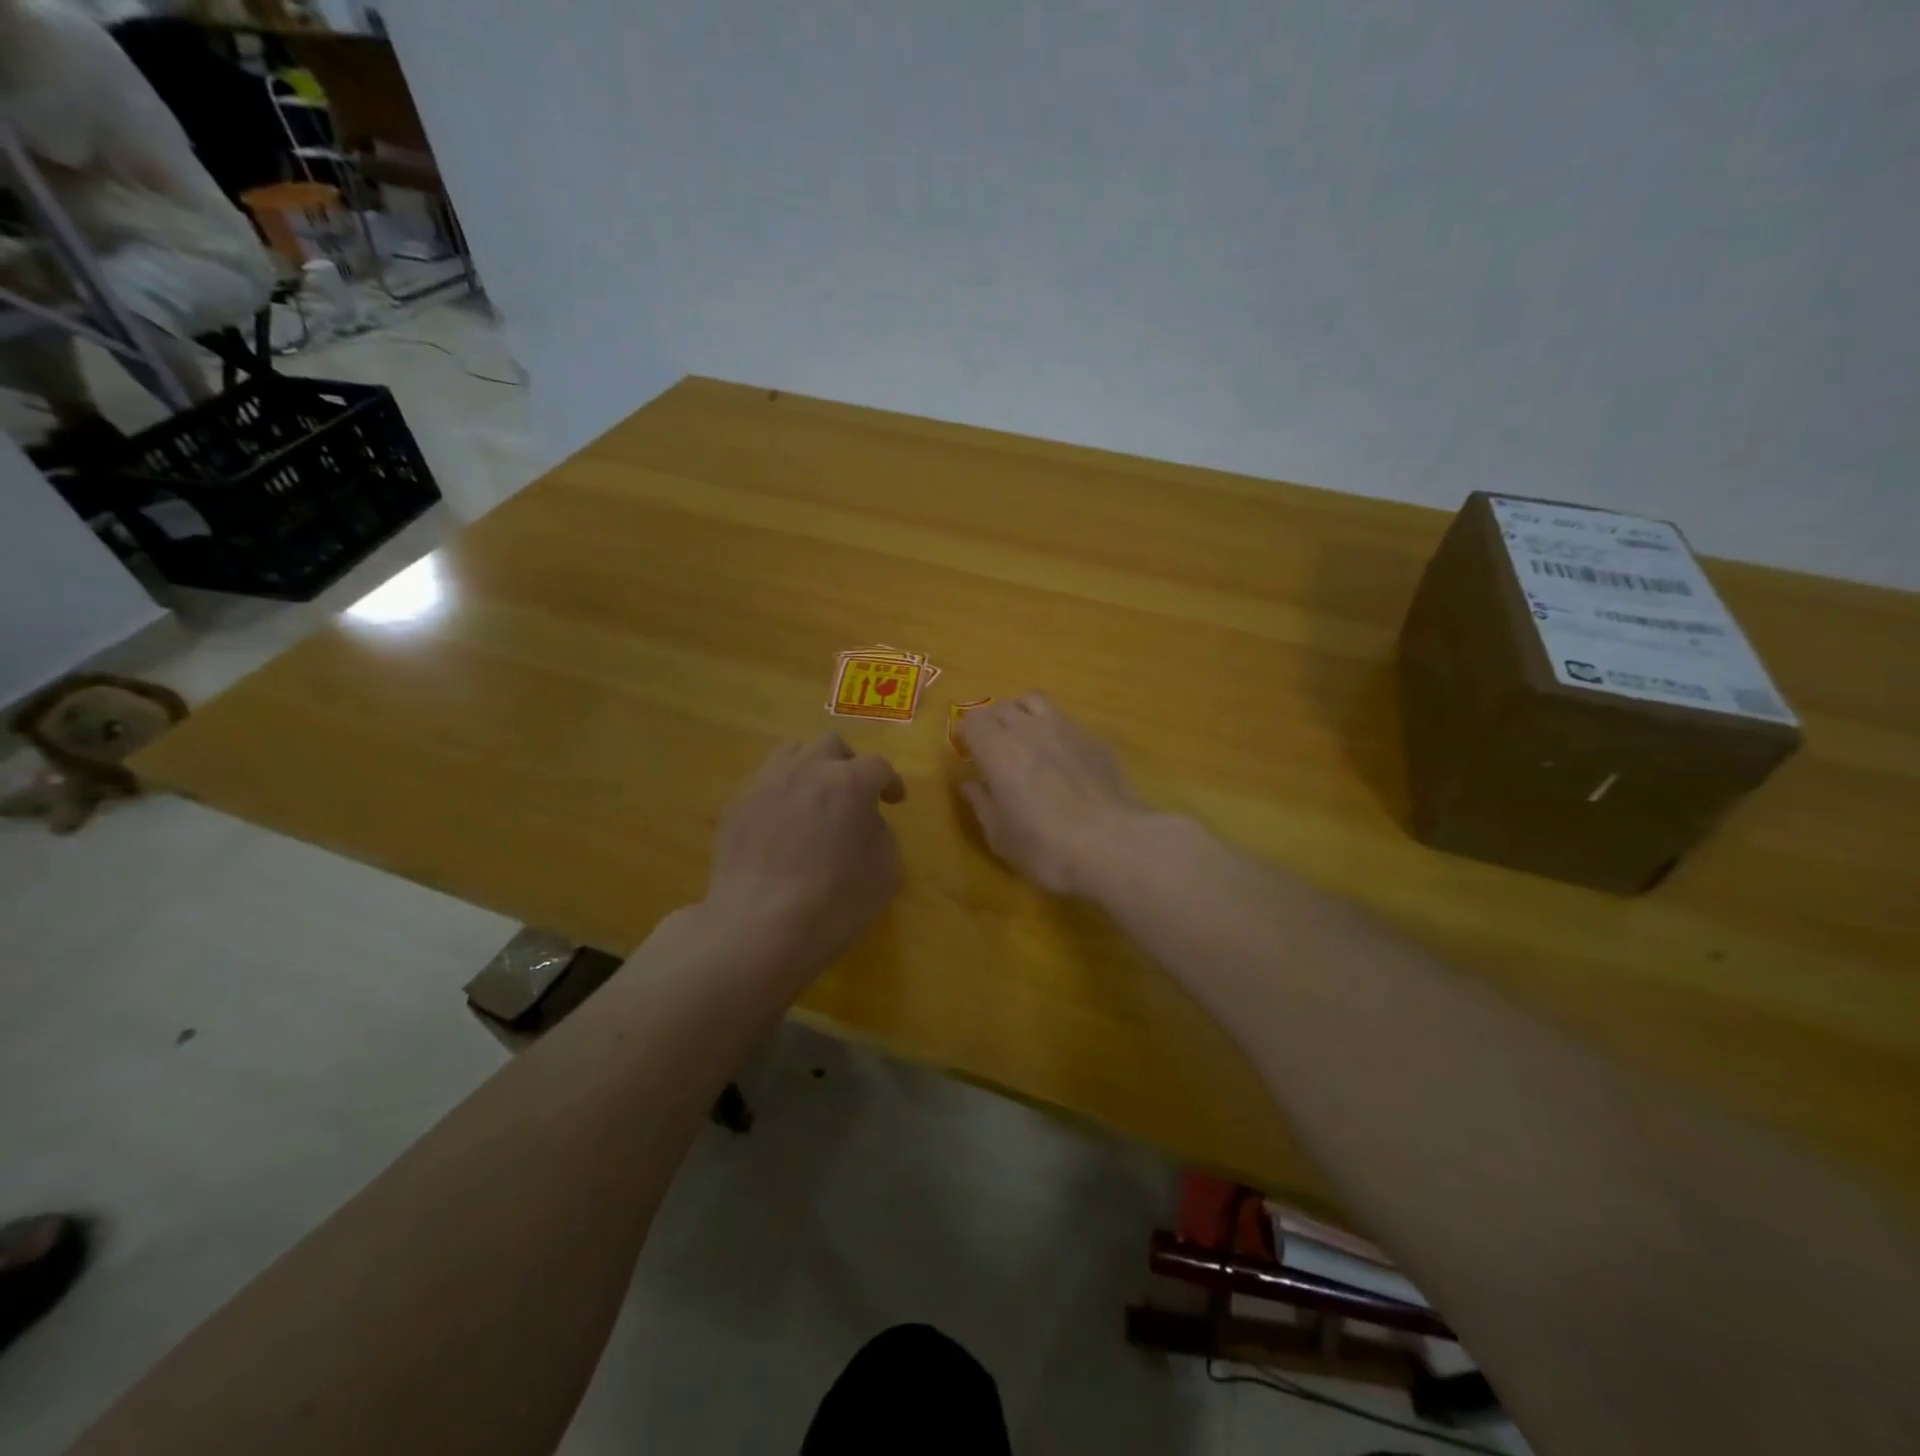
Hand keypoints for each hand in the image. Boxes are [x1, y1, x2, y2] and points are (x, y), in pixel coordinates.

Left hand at [703, 734, 905, 976]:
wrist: (758, 928)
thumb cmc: (834, 903)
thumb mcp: (885, 872)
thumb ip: (881, 834)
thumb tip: (864, 823)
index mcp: (848, 782)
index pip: (877, 766)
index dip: (890, 782)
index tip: (894, 801)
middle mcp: (805, 770)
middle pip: (831, 745)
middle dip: (848, 764)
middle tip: (853, 794)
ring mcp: (764, 785)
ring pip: (791, 753)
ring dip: (810, 769)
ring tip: (813, 799)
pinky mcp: (735, 807)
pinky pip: (763, 785)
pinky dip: (780, 796)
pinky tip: (780, 827)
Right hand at [957, 694, 1146, 894]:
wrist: (1113, 845)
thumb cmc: (1046, 848)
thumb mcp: (1002, 837)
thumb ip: (983, 805)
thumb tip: (971, 786)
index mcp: (998, 751)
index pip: (973, 721)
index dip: (967, 733)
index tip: (967, 751)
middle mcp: (1029, 729)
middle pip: (1002, 707)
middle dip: (992, 722)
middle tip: (993, 746)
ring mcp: (1066, 728)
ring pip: (1035, 702)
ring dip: (1023, 714)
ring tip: (1025, 737)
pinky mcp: (1095, 739)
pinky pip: (1066, 720)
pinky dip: (1054, 729)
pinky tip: (1062, 756)